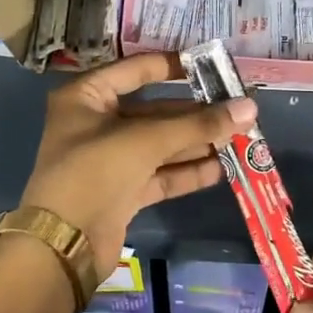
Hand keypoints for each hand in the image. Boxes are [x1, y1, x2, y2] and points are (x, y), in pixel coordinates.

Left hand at [20, 52, 255, 275]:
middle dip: (196, 114)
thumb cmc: (95, 172)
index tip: (214, 67)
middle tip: (239, 110)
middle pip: (155, 111)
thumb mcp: (146, 141)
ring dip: (197, 143)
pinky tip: (221, 168)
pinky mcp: (122, 192)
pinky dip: (188, 171)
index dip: (174, 66)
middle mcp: (97, 123)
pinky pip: (161, 174)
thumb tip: (249, 108)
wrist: (63, 245)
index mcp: (87, 96)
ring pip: (161, 145)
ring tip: (241, 138)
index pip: (136, 70)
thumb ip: (198, 125)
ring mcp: (110, 160)